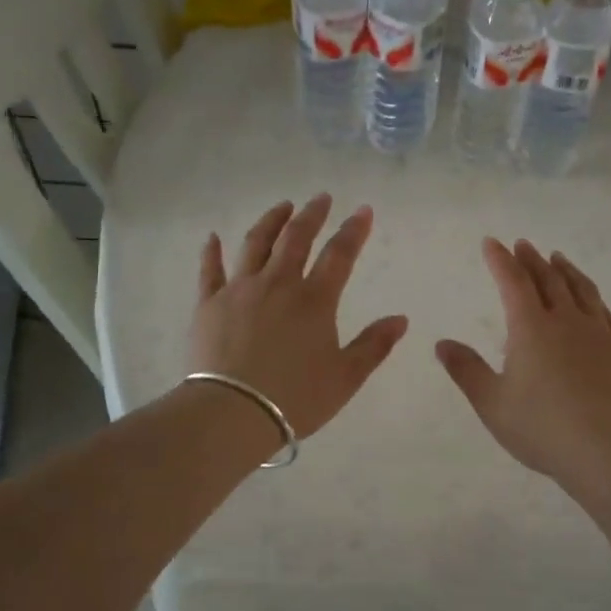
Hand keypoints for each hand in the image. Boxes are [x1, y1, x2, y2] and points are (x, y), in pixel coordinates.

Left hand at [190, 195, 408, 438]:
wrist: (232, 413)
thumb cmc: (295, 398)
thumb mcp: (345, 377)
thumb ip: (374, 345)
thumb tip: (401, 319)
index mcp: (314, 300)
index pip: (339, 255)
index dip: (354, 230)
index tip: (363, 210)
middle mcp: (277, 284)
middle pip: (296, 239)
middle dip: (311, 215)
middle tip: (321, 198)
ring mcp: (239, 290)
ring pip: (256, 244)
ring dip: (271, 221)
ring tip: (282, 206)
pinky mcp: (208, 304)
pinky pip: (209, 270)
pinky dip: (212, 252)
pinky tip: (213, 237)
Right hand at [436, 239, 610, 487]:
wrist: (607, 450)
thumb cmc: (541, 427)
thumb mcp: (492, 403)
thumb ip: (466, 370)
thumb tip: (442, 344)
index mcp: (531, 328)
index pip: (513, 282)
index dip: (500, 260)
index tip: (492, 242)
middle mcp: (566, 320)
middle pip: (548, 279)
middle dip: (531, 259)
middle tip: (523, 244)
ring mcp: (598, 333)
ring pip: (581, 289)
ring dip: (565, 270)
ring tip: (558, 258)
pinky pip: (604, 312)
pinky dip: (592, 296)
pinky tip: (591, 299)